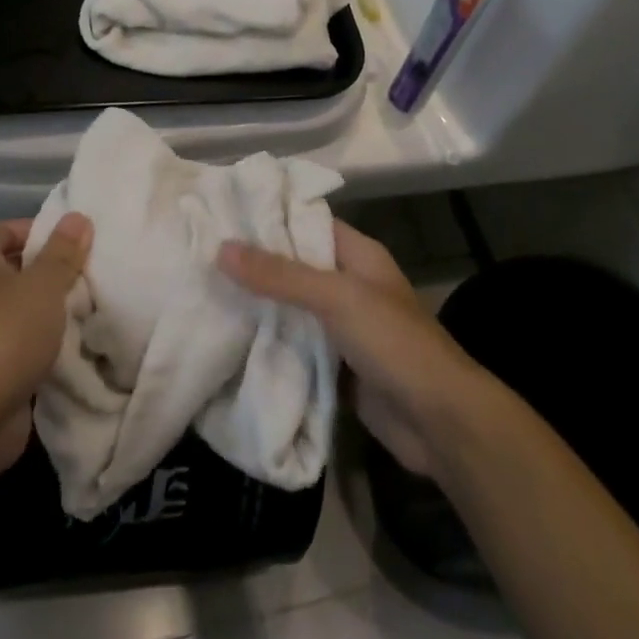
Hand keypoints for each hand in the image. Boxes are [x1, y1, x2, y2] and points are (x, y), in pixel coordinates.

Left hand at [0, 213, 92, 475]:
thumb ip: (63, 252)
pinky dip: (48, 340)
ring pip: (26, 306)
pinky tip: (82, 340)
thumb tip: (78, 217)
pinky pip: (25, 338)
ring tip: (97, 306)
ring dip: (56, 310)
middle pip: (22, 267)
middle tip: (100, 275)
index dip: (53, 235)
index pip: (17, 229)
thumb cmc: (3, 334)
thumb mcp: (43, 285)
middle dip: (59, 273)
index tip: (89, 247)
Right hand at [217, 220, 486, 476]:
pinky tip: (229, 340)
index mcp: (359, 255)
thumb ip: (280, 275)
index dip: (269, 218)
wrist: (439, 422)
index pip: (307, 223)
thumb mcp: (336, 298)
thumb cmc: (393, 343)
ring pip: (292, 309)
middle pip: (295, 267)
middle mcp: (350, 285)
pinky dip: (270, 344)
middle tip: (200, 258)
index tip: (221, 215)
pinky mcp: (335, 366)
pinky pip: (295, 347)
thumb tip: (221, 248)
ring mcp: (343, 328)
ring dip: (258, 307)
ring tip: (203, 294)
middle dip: (254, 266)